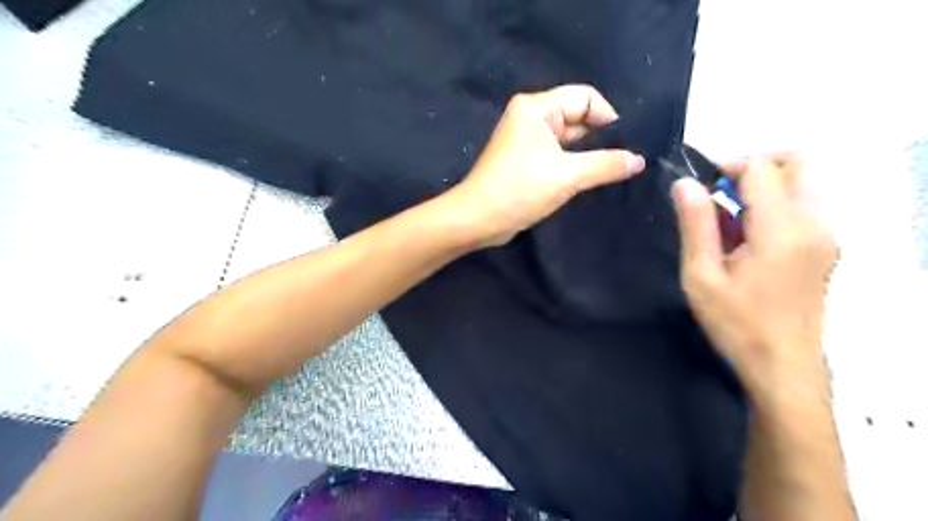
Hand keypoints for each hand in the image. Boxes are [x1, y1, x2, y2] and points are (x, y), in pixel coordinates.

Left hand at [446, 83, 647, 245]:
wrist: (478, 220)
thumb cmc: (519, 190)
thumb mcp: (567, 175)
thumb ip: (605, 164)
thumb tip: (638, 160)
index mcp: (536, 108)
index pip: (585, 98)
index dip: (608, 117)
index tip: (626, 144)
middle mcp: (531, 118)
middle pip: (578, 118)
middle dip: (600, 139)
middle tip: (626, 160)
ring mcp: (528, 141)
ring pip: (570, 141)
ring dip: (588, 155)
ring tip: (614, 172)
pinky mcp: (527, 162)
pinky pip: (559, 156)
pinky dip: (574, 166)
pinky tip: (592, 180)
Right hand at [672, 155, 838, 402]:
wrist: (782, 366)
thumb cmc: (735, 323)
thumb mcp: (701, 275)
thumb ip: (696, 225)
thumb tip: (685, 183)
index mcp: (783, 229)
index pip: (763, 169)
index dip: (728, 166)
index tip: (699, 185)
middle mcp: (815, 223)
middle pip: (798, 163)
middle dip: (755, 166)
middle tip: (719, 192)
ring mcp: (827, 236)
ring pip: (804, 182)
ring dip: (765, 186)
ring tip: (729, 218)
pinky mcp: (826, 248)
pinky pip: (805, 206)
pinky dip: (775, 205)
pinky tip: (747, 238)